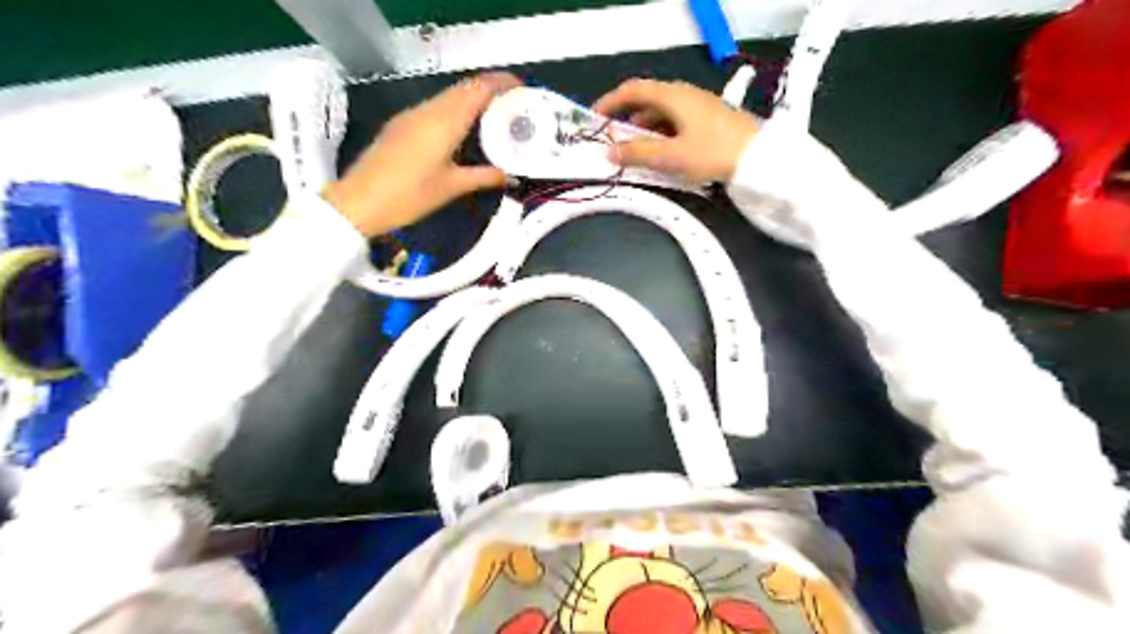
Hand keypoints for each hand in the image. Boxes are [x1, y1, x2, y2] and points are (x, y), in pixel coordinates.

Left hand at [323, 72, 523, 237]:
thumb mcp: (451, 187)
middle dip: (491, 91)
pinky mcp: (402, 125)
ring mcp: (412, 115)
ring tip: (494, 119)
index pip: (478, 89)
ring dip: (472, 100)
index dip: (502, 83)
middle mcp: (429, 110)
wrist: (359, 201)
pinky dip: (456, 111)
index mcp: (445, 122)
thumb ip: (483, 177)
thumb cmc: (409, 195)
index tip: (523, 90)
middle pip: (464, 88)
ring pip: (449, 97)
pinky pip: (436, 108)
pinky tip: (464, 131)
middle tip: (513, 107)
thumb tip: (510, 176)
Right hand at [593, 77, 757, 182]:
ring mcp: (699, 107)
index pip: (633, 90)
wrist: (759, 158)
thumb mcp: (669, 157)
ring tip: (636, 154)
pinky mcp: (709, 121)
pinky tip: (663, 155)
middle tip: (613, 142)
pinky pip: (676, 123)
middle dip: (626, 121)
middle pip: (647, 102)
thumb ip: (636, 154)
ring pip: (662, 115)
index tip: (594, 119)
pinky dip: (662, 136)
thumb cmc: (711, 153)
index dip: (610, 102)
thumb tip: (609, 152)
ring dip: (644, 132)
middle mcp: (684, 95)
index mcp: (672, 96)